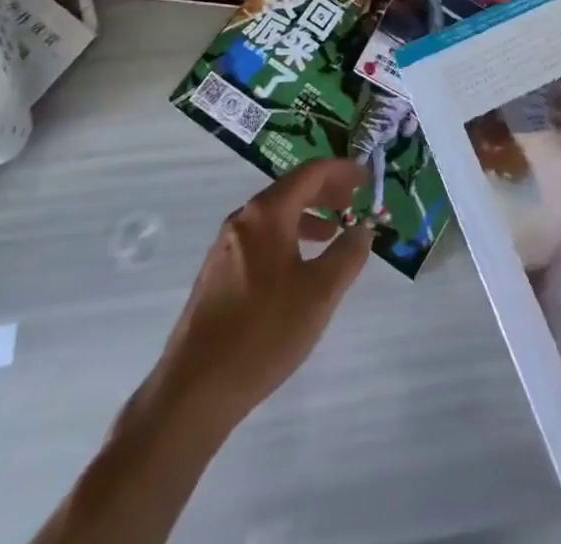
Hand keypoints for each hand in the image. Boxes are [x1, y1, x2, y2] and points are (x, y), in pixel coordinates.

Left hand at [138, 159, 373, 433]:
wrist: (194, 390)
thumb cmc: (264, 332)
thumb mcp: (320, 292)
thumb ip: (348, 254)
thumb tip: (363, 228)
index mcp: (267, 214)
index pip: (311, 173)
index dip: (342, 170)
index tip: (366, 176)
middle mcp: (243, 220)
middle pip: (291, 189)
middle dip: (325, 191)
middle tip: (354, 201)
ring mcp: (225, 247)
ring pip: (274, 215)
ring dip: (307, 215)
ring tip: (332, 233)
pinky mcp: (217, 274)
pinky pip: (261, 237)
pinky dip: (287, 236)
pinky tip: (298, 267)